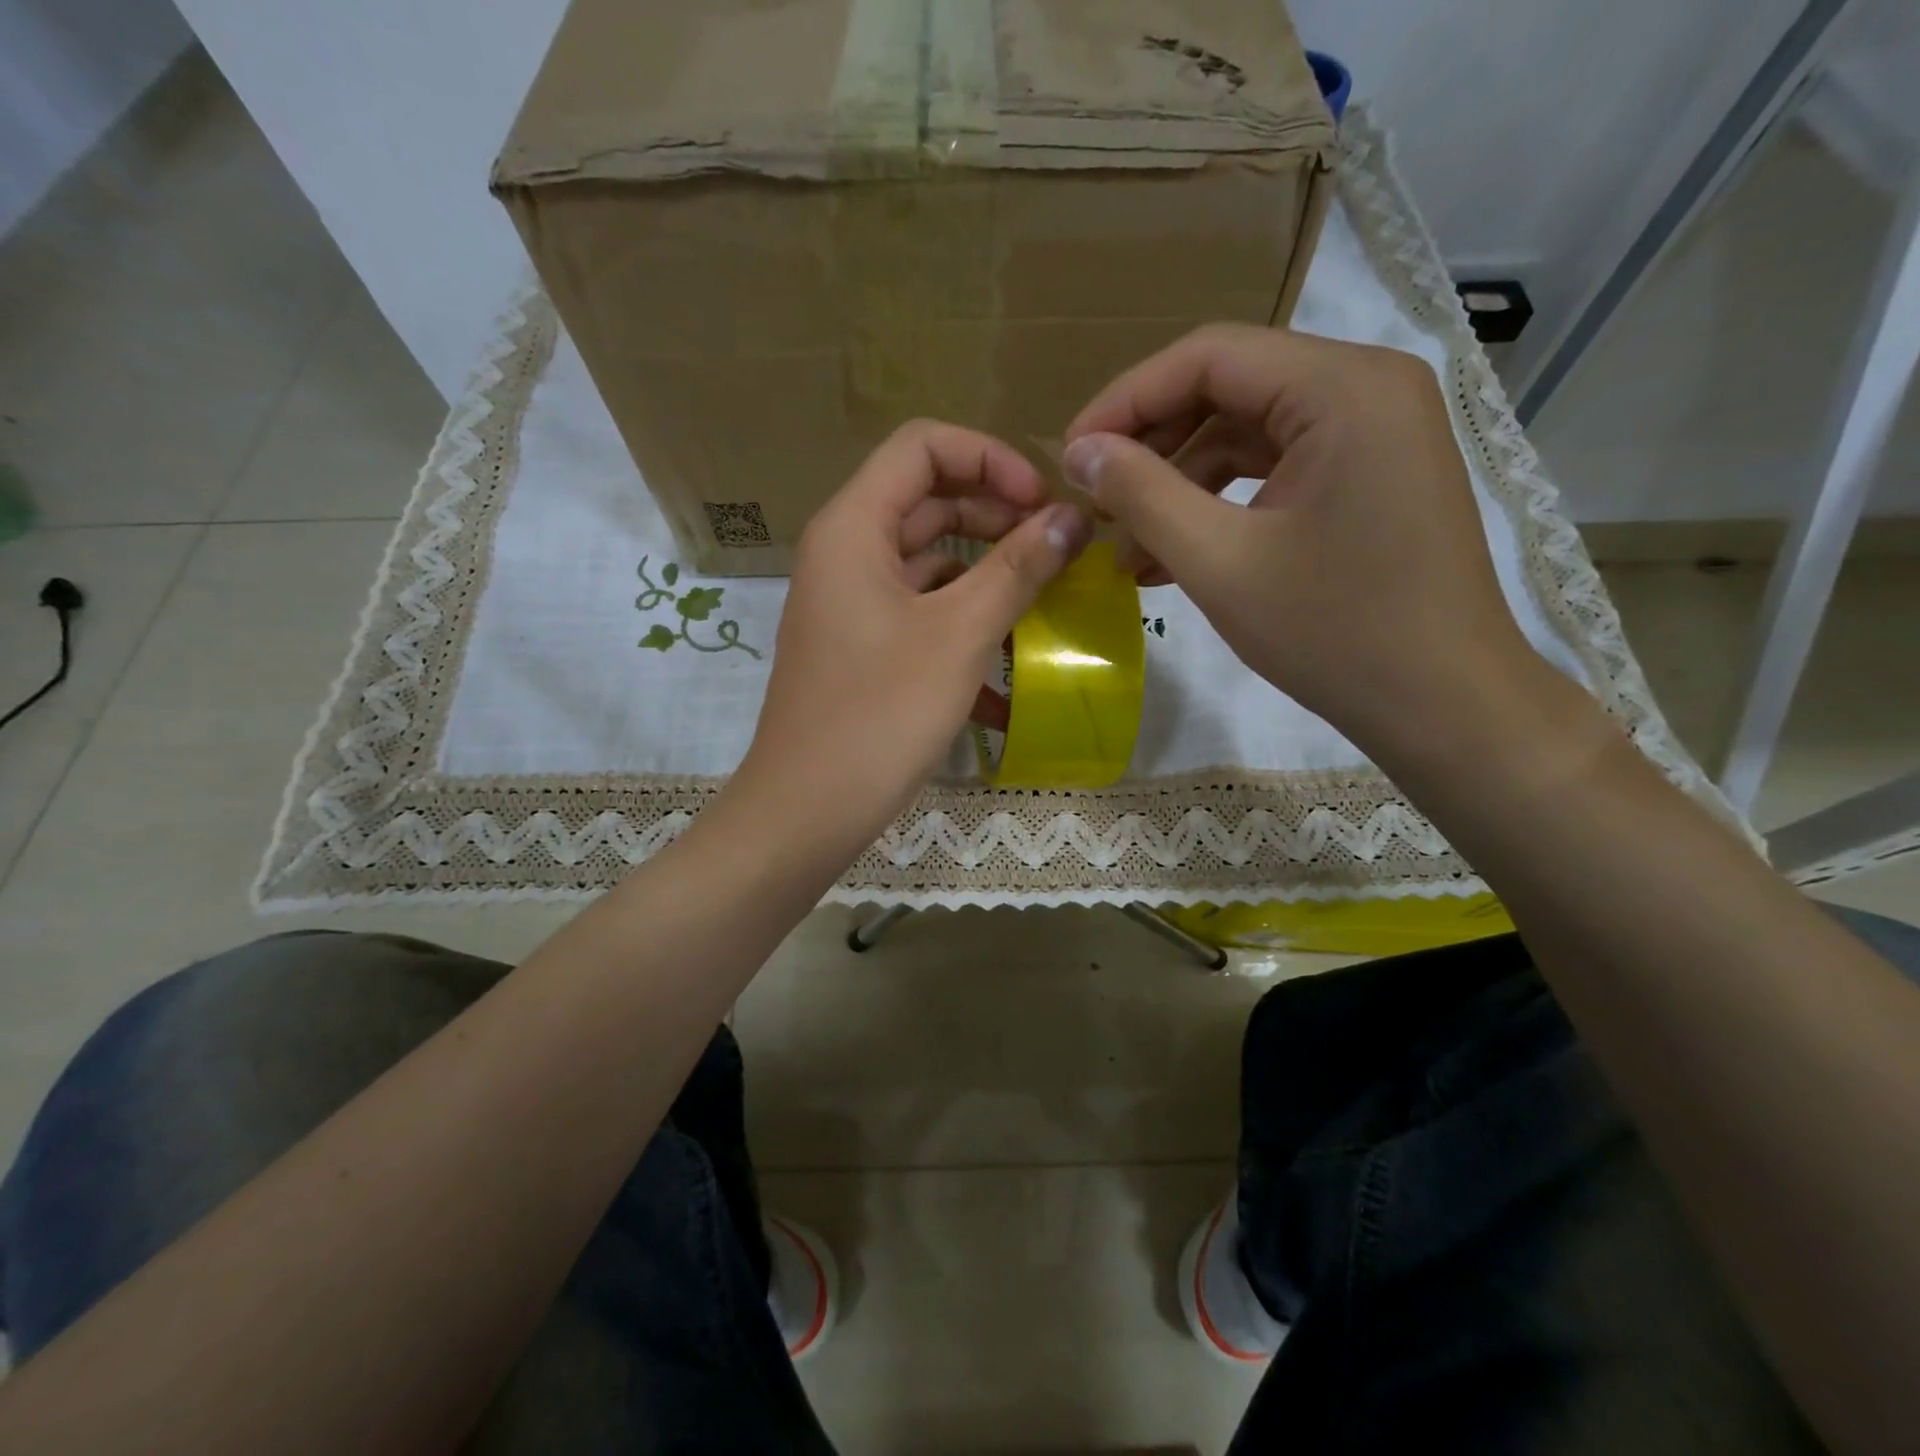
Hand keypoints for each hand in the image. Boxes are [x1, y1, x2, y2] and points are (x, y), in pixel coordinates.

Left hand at [733, 420, 1090, 859]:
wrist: (808, 810)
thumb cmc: (881, 714)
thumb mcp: (959, 635)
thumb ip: (1017, 568)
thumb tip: (1072, 518)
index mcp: (853, 528)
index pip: (922, 446)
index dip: (990, 458)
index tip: (1043, 502)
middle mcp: (845, 554)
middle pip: (927, 501)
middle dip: (996, 514)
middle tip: (1056, 548)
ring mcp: (850, 605)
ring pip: (927, 563)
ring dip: (986, 575)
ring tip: (1045, 603)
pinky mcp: (861, 649)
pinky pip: (918, 615)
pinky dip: (962, 627)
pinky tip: (1009, 673)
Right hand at [1062, 324, 1548, 759]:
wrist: (1444, 706)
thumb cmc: (1334, 633)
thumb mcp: (1219, 562)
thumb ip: (1141, 495)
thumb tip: (1080, 453)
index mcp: (1342, 387)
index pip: (1208, 357)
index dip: (1126, 401)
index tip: (1072, 456)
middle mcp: (1367, 387)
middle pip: (1229, 390)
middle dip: (1152, 449)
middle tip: (1097, 505)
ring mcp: (1374, 433)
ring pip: (1248, 435)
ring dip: (1180, 487)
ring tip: (1127, 551)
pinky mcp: (1370, 476)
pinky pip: (1277, 470)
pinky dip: (1222, 506)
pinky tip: (1174, 557)